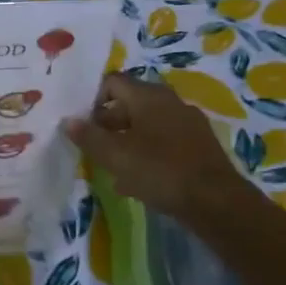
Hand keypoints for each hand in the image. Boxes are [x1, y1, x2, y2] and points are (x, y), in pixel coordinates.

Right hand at [62, 72, 250, 223]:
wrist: (217, 202)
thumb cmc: (160, 170)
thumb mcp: (115, 155)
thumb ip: (89, 137)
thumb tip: (68, 121)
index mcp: (148, 96)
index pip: (112, 82)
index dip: (92, 99)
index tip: (82, 124)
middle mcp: (169, 102)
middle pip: (129, 103)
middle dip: (107, 123)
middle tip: (93, 147)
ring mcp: (188, 123)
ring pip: (146, 125)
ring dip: (126, 141)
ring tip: (112, 167)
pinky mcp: (199, 146)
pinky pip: (163, 142)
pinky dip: (146, 153)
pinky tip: (137, 181)